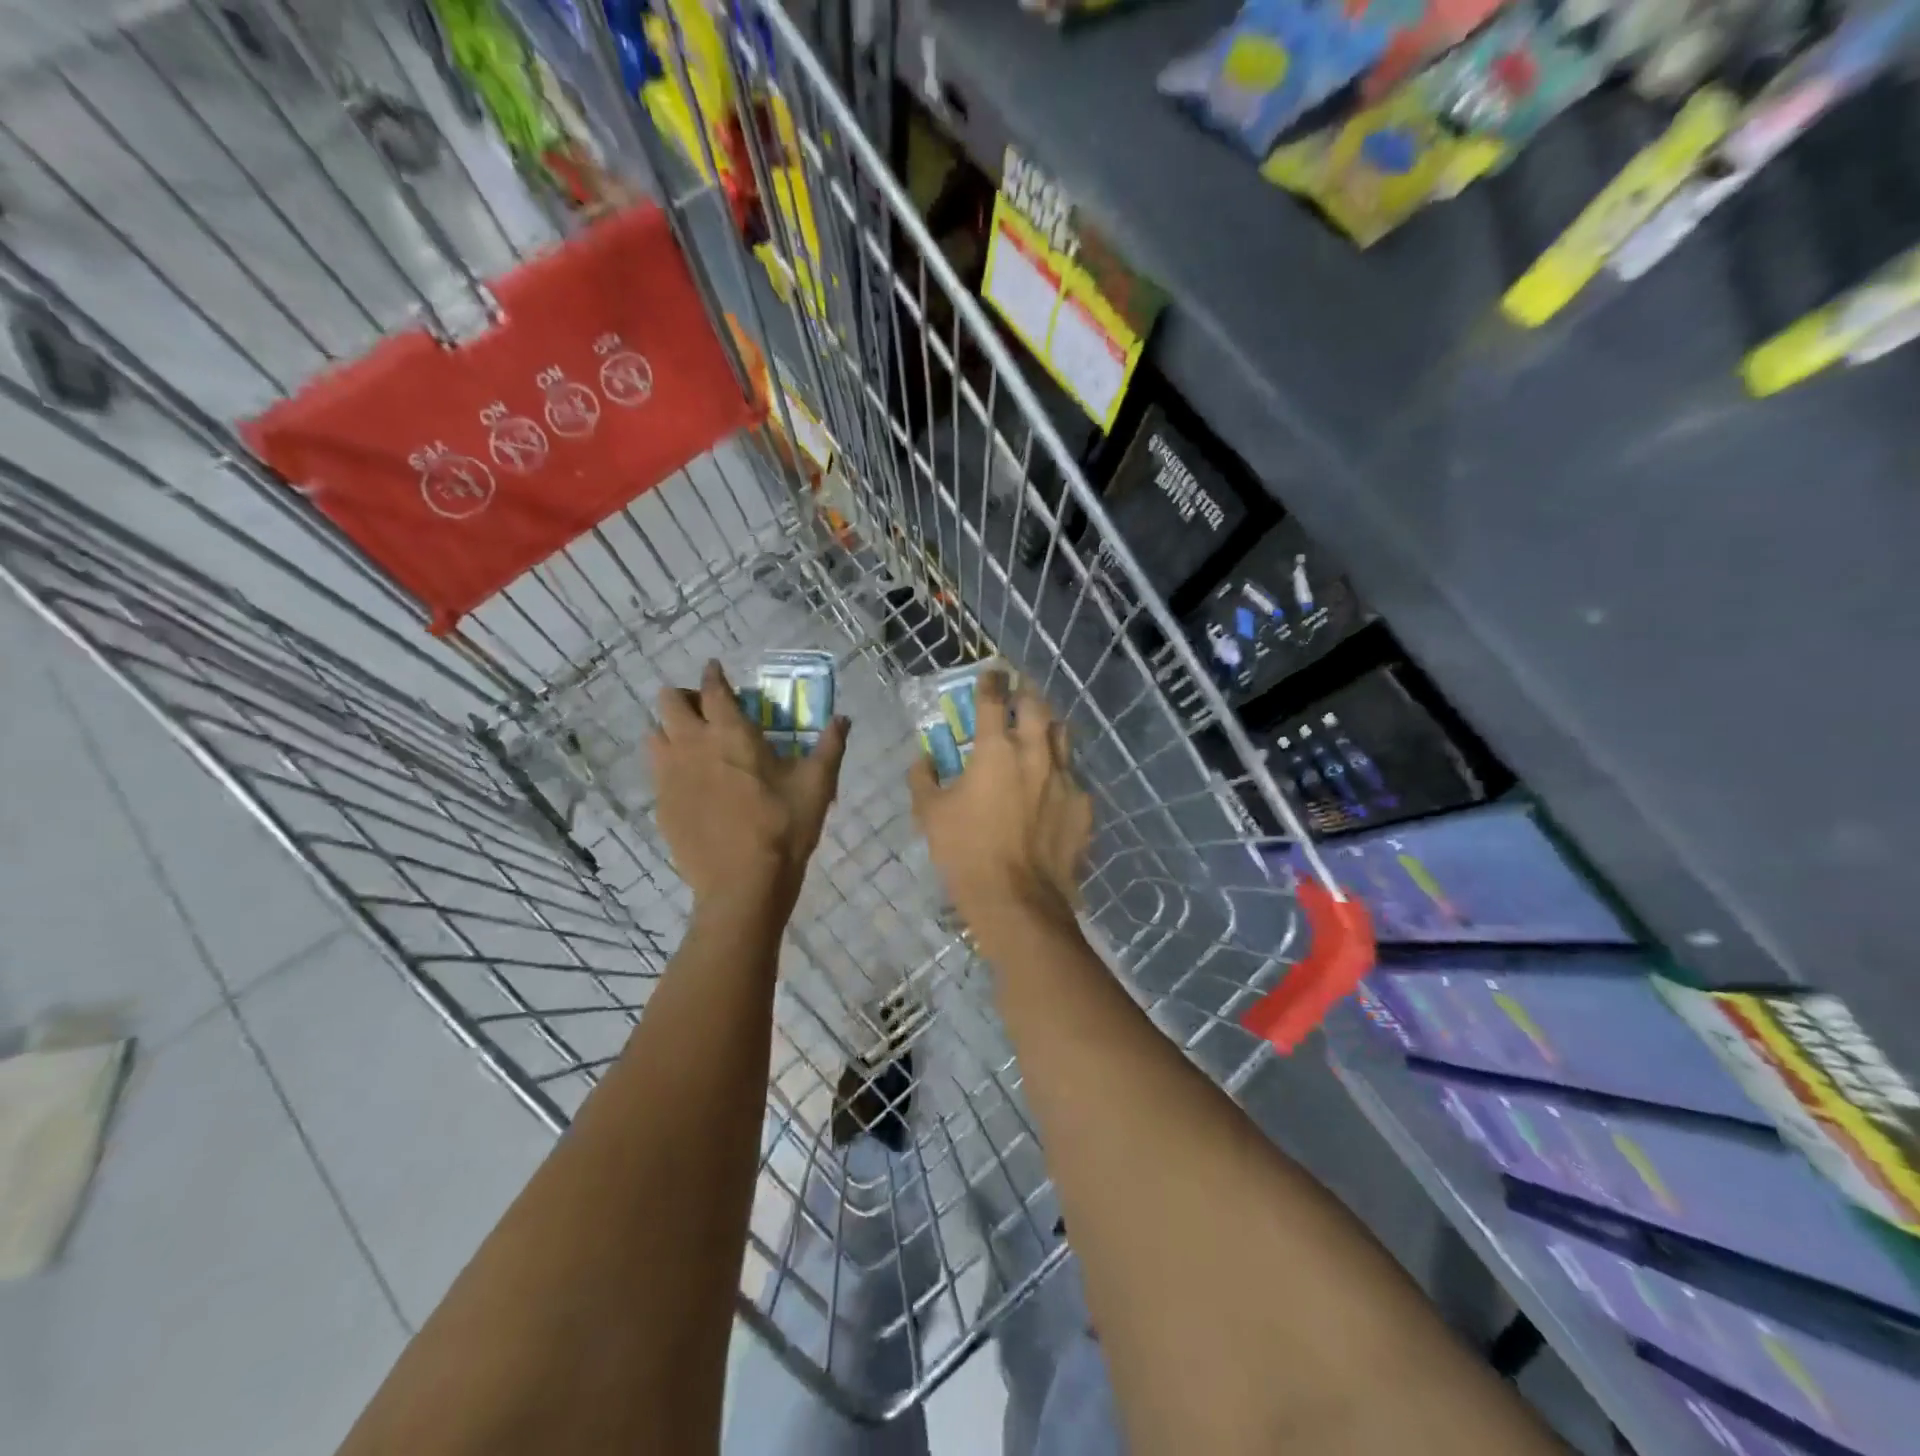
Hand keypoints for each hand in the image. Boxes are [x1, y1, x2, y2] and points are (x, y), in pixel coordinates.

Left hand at [650, 661, 848, 920]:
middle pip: (668, 702)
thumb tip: (844, 718)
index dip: (713, 674)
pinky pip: (657, 774)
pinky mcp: (661, 806)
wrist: (743, 884)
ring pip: (654, 736)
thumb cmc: (783, 828)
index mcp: (730, 733)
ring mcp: (670, 777)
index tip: (715, 669)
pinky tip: (692, 786)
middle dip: (684, 697)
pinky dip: (670, 768)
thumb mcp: (817, 785)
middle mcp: (692, 745)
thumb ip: (830, 746)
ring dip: (670, 730)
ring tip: (693, 745)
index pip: (713, 688)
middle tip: (706, 711)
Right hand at [908, 671, 1091, 939]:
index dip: (991, 681)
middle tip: (1018, 696)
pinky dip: (1059, 773)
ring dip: (1048, 727)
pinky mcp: (1083, 805)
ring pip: (1062, 735)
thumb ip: (924, 778)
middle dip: (1026, 694)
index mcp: (996, 750)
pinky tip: (1051, 789)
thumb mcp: (930, 815)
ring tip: (1039, 733)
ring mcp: (1065, 778)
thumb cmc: (966, 854)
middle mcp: (1035, 753)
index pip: (994, 699)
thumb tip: (923, 759)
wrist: (1019, 901)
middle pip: (1037, 706)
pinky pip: (1073, 776)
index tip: (991, 673)